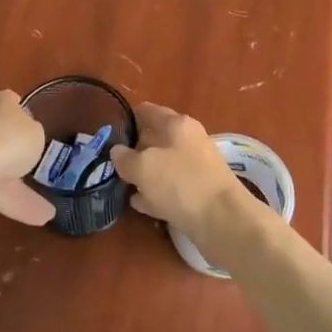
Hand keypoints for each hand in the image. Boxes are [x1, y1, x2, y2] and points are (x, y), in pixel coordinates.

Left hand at [0, 90, 53, 225]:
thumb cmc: (9, 140)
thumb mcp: (35, 132)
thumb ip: (32, 133)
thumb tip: (25, 139)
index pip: (10, 103)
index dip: (22, 114)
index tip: (33, 128)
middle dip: (15, 155)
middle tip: (35, 169)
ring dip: (18, 190)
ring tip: (46, 213)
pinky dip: (8, 203)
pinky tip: (30, 218)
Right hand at [109, 103, 245, 246]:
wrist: (223, 220)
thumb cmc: (181, 183)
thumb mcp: (143, 167)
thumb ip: (125, 158)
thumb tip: (117, 151)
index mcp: (177, 124)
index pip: (147, 111)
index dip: (127, 118)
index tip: (108, 130)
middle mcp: (189, 141)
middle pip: (155, 139)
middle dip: (134, 149)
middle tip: (109, 161)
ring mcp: (196, 167)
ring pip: (163, 165)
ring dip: (144, 173)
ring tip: (119, 183)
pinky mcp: (199, 193)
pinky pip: (171, 188)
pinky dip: (155, 193)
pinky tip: (138, 203)